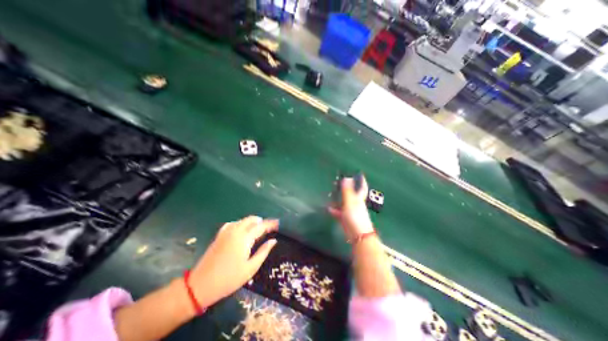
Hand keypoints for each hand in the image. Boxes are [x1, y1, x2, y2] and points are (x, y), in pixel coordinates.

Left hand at [190, 216, 278, 307]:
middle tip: (268, 227)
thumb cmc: (229, 279)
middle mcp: (235, 231)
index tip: (277, 223)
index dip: (270, 224)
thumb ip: (263, 252)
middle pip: (251, 220)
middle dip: (261, 221)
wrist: (200, 285)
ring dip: (251, 221)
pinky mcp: (219, 236)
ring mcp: (226, 232)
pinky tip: (241, 229)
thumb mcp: (251, 268)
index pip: (261, 226)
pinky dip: (240, 223)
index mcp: (244, 238)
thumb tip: (273, 241)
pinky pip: (232, 223)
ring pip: (242, 220)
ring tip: (257, 227)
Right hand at [328, 175, 375, 242]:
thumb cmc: (355, 216)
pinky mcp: (346, 219)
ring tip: (331, 194)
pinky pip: (339, 212)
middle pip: (351, 194)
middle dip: (346, 189)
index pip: (361, 188)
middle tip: (339, 183)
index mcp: (359, 199)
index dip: (362, 181)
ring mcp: (351, 212)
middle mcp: (356, 204)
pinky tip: (328, 208)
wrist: (357, 234)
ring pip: (344, 203)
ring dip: (338, 199)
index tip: (360, 175)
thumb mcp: (350, 202)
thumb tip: (347, 177)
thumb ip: (347, 190)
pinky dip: (334, 210)